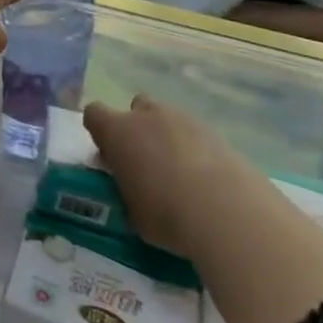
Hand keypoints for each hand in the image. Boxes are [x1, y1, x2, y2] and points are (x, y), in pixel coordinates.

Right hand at [83, 96, 248, 258]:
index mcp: (118, 131)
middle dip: (138, 128)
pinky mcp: (218, 134)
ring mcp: (185, 120)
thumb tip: (131, 186)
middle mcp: (148, 116)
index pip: (94, 114)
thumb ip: (125, 188)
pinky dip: (197, 151)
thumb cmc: (166, 214)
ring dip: (168, 138)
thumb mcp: (131, 210)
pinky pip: (197, 136)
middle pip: (136, 107)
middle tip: (145, 162)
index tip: (108, 155)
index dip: (100, 132)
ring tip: (180, 175)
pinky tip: (206, 181)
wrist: (228, 215)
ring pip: (169, 119)